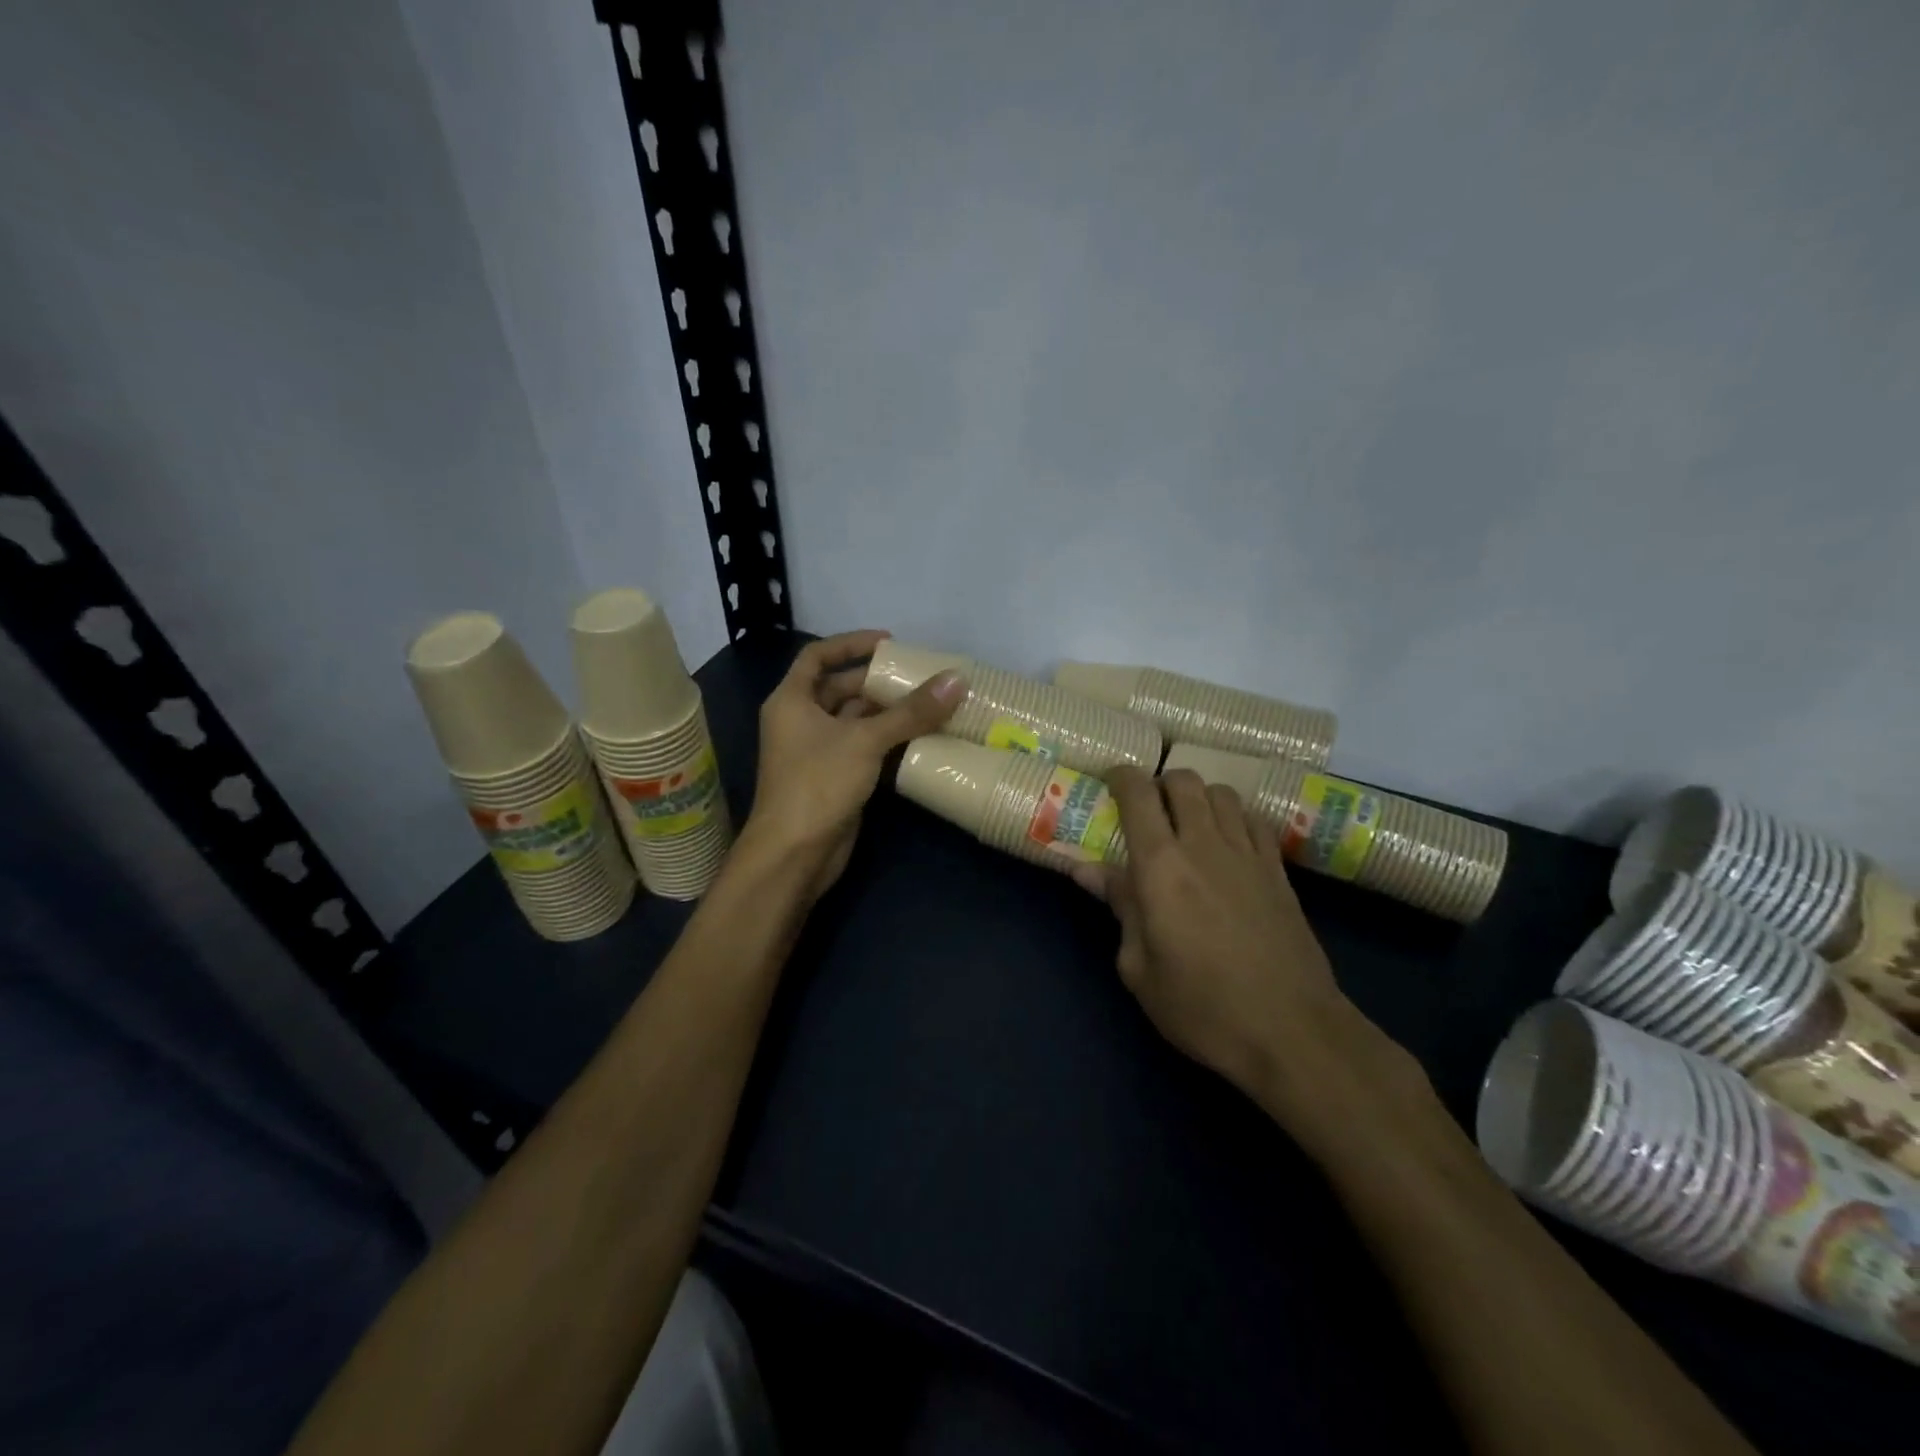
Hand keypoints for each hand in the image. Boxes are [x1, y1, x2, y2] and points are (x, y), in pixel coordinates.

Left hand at [743, 631, 963, 896]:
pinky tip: (922, 737)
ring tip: (931, 703)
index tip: (889, 643)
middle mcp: (801, 721)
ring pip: (856, 721)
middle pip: (841, 689)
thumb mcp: (866, 740)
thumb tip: (957, 680)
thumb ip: (911, 711)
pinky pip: (864, 748)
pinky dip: (889, 740)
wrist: (795, 854)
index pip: (818, 656)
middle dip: (879, 682)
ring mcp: (818, 752)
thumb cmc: (818, 784)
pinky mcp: (835, 778)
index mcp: (792, 700)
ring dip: (888, 713)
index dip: (850, 644)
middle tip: (921, 678)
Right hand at [1073, 767, 1379, 1126]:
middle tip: (1147, 810)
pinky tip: (1227, 843)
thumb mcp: (1139, 967)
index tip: (1108, 783)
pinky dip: (1234, 817)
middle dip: (1159, 784)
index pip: (1138, 794)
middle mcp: (1204, 845)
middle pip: (1183, 781)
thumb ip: (1118, 906)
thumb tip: (1086, 869)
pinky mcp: (1279, 871)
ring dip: (1198, 797)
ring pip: (1221, 793)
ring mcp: (1247, 854)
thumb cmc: (1201, 1006)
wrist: (1291, 1031)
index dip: (1120, 777)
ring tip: (1187, 824)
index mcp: (1160, 866)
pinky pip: (1254, 820)